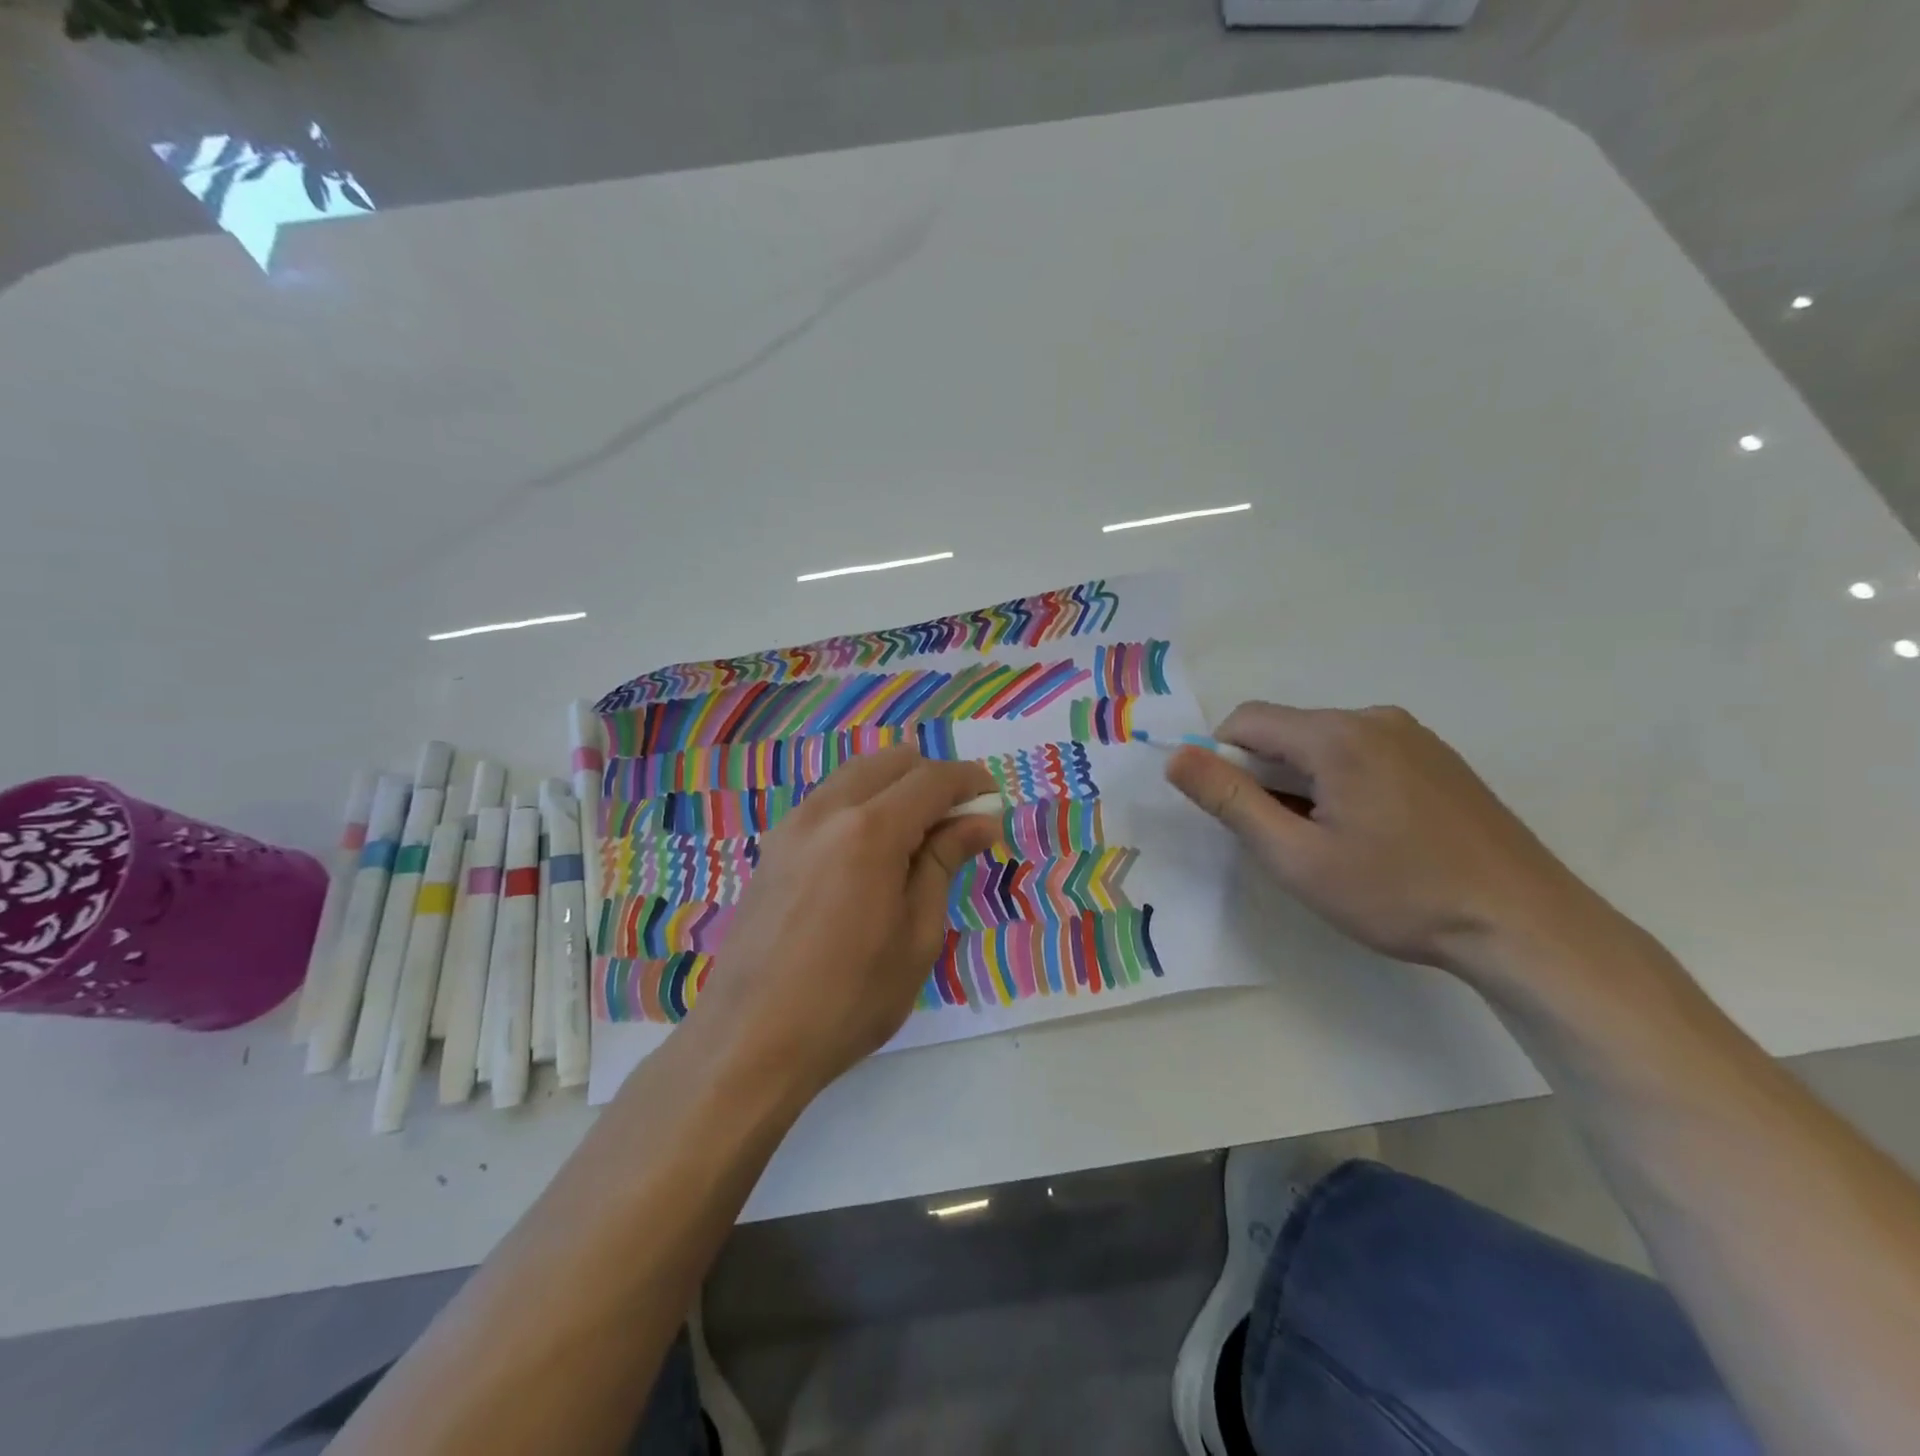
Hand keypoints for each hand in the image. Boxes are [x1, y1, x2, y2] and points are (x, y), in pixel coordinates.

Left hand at [685, 746, 1000, 1096]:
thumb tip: (979, 821)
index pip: (931, 780)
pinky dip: (861, 804)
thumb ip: (943, 863)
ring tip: (918, 834)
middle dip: (931, 778)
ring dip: (894, 787)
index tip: (993, 799)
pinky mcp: (773, 847)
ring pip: (855, 776)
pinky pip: (827, 801)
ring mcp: (792, 826)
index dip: (969, 782)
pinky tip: (872, 848)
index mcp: (869, 830)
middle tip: (957, 821)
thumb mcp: (917, 935)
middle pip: (890, 763)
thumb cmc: (850, 997)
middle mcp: (827, 811)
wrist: (750, 1040)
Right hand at [1165, 703, 1610, 982]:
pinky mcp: (1438, 758)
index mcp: (1336, 735)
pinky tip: (1372, 834)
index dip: (1223, 762)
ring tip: (1332, 843)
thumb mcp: (1296, 857)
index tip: (1240, 815)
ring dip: (1304, 783)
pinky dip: (1343, 783)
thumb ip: (1230, 800)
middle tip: (1287, 839)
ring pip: (1324, 744)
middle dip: (1267, 777)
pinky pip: (1363, 754)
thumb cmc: (1398, 894)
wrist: (1525, 926)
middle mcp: (1374, 718)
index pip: (1246, 721)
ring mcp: (1413, 736)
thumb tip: (1175, 757)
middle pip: (1286, 731)